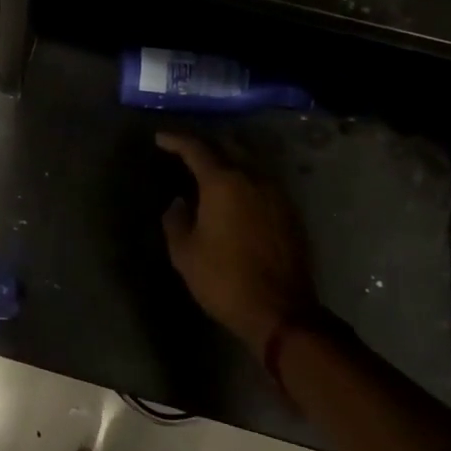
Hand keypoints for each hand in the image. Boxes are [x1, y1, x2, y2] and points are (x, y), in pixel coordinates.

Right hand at [157, 133, 317, 352]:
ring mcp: (277, 194)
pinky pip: (262, 183)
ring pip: (249, 163)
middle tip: (185, 152)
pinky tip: (235, 195)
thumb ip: (176, 219)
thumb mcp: (184, 252)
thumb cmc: (224, 279)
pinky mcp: (290, 213)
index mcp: (224, 182)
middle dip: (205, 146)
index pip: (196, 148)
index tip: (160, 138)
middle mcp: (253, 178)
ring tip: (209, 171)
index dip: (176, 140)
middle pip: (227, 147)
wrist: (281, 312)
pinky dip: (245, 180)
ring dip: (228, 161)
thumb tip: (180, 202)